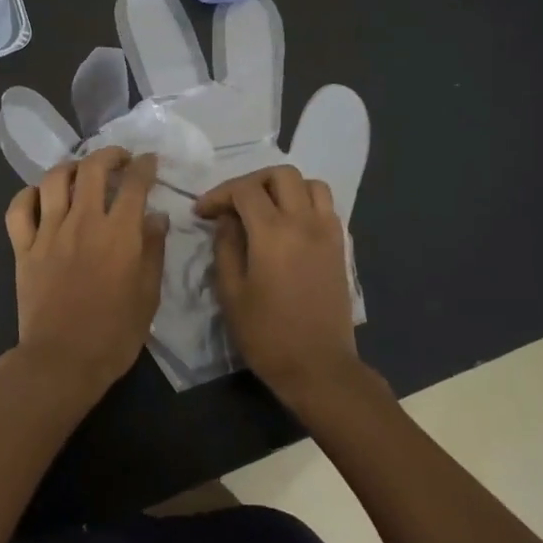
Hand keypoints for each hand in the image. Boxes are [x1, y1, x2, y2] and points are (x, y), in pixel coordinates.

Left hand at [2, 148, 165, 408]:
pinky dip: (28, 195)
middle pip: (92, 169)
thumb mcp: (148, 295)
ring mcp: (48, 232)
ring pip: (53, 180)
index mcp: (118, 233)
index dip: (144, 166)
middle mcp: (82, 222)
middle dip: (109, 155)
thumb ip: (153, 251)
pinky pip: (19, 209)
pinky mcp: (23, 248)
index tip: (149, 161)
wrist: (62, 360)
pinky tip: (39, 196)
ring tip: (80, 171)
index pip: (133, 184)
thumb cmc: (114, 333)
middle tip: (119, 158)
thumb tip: (156, 217)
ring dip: (70, 167)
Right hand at [196, 167, 369, 400]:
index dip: (218, 194)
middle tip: (233, 204)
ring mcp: (327, 233)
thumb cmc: (267, 334)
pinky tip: (287, 227)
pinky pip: (325, 207)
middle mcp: (305, 223)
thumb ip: (226, 247)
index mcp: (273, 233)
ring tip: (264, 209)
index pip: (245, 190)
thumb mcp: (231, 293)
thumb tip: (227, 220)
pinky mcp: (340, 247)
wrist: (318, 366)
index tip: (202, 212)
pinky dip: (305, 203)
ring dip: (284, 188)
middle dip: (252, 182)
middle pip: (282, 175)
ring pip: (311, 184)